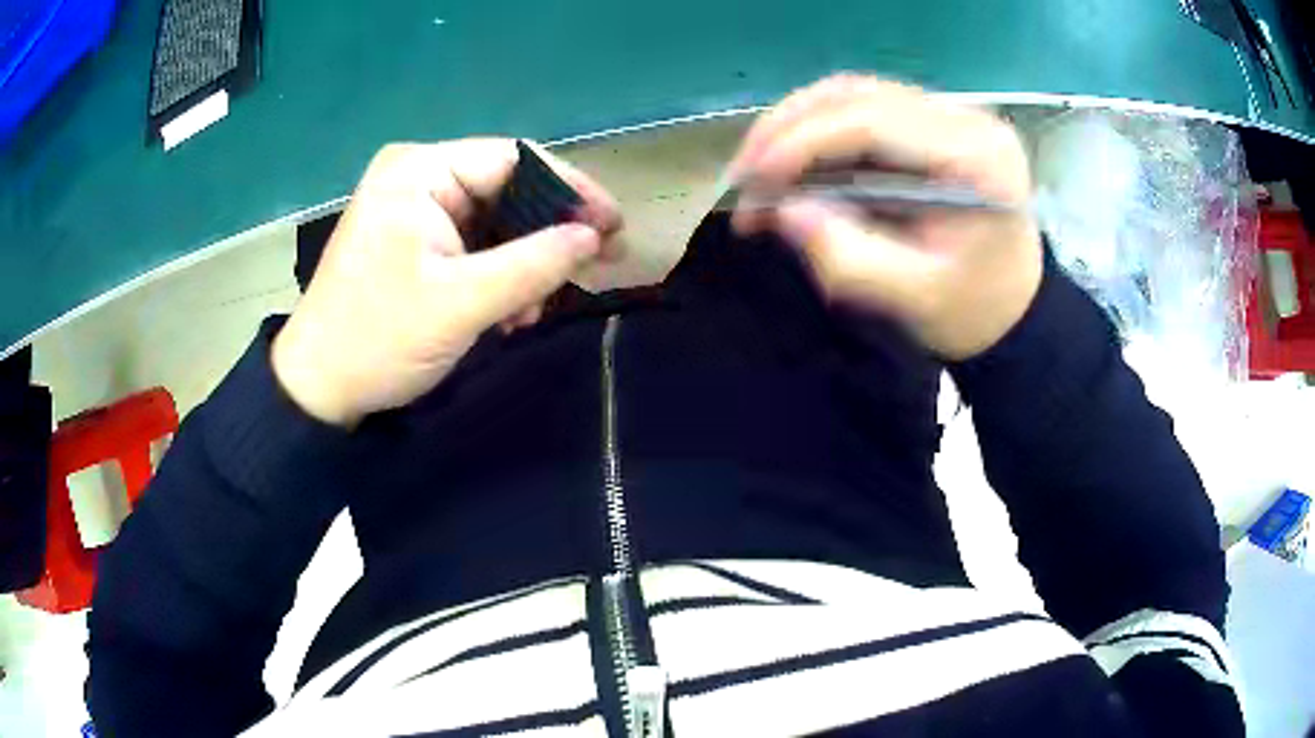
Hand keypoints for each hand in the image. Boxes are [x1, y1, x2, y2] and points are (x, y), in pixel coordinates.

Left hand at [271, 139, 621, 426]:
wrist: (318, 389)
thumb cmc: (379, 338)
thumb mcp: (462, 303)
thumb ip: (534, 264)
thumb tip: (595, 236)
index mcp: (420, 170)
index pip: (515, 159)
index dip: (571, 189)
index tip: (614, 227)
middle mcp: (417, 176)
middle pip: (507, 188)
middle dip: (549, 232)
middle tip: (596, 265)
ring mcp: (413, 207)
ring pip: (494, 220)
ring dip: (525, 262)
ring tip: (537, 308)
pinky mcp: (413, 239)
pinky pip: (473, 243)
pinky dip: (499, 273)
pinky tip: (511, 310)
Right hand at [727, 74, 1042, 359]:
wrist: (1012, 306)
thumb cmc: (972, 310)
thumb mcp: (913, 299)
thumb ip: (848, 257)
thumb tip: (782, 211)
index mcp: (976, 159)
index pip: (872, 121)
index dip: (800, 142)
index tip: (750, 181)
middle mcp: (964, 119)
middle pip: (856, 95)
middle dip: (785, 129)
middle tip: (741, 177)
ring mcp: (948, 113)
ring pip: (851, 93)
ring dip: (793, 124)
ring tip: (756, 169)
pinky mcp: (931, 120)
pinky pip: (860, 106)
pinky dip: (814, 128)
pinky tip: (790, 159)